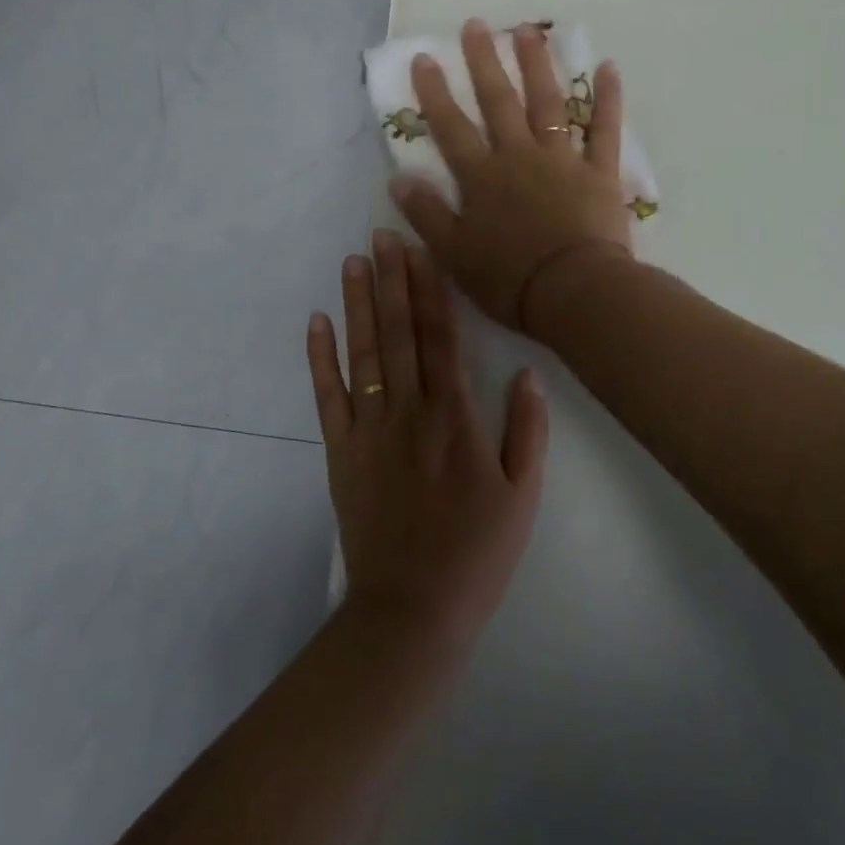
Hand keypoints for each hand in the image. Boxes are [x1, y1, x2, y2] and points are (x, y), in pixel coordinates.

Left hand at [308, 230, 547, 650]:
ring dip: (358, 305)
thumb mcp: (522, 496)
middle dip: (391, 281)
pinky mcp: (341, 453)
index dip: (430, 291)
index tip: (421, 250)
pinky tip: (317, 323)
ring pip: (363, 355)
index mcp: (455, 418)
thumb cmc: (477, 553)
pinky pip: (328, 397)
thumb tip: (527, 373)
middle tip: (381, 235)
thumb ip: (527, 431)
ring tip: (352, 262)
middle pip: (399, 334)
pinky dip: (320, 358)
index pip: (441, 339)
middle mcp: (409, 412)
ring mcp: (369, 430)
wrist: (413, 610)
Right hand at [390, 18, 632, 333]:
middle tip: (475, 26)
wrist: (574, 293)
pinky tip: (607, 67)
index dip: (435, 92)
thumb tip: (398, 179)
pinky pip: (605, 129)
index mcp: (482, 178)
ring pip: (548, 103)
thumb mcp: (454, 254)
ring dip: (537, 65)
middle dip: (484, 62)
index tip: (424, 57)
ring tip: (527, 31)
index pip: (452, 128)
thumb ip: (427, 214)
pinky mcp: (599, 171)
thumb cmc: (510, 280)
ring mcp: (562, 160)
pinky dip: (608, 98)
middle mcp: (520, 157)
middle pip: (499, 102)